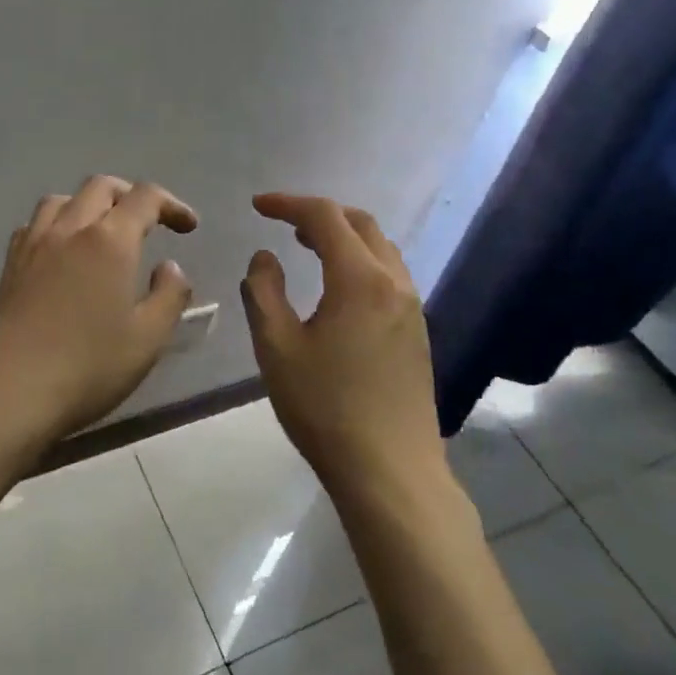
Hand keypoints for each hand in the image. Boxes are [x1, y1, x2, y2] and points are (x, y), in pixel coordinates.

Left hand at [0, 175, 198, 447]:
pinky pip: (35, 223)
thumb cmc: (88, 368)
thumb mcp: (148, 339)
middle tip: (150, 222)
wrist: (9, 394)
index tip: (188, 226)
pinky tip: (62, 251)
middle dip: (131, 196)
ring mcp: (33, 244)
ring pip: (62, 199)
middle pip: (101, 187)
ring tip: (103, 231)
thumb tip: (170, 267)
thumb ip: (169, 295)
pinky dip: (57, 223)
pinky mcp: (10, 265)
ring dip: (90, 204)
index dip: (172, 205)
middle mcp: (69, 229)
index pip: (145, 197)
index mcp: (109, 240)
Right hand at [240, 192, 444, 492]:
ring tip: (307, 248)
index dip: (288, 204)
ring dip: (343, 237)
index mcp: (359, 279)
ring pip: (380, 248)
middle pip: (360, 224)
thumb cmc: (325, 408)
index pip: (324, 217)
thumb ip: (263, 292)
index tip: (257, 206)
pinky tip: (337, 289)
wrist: (390, 470)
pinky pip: (389, 274)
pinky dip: (360, 261)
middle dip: (320, 214)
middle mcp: (394, 282)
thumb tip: (265, 258)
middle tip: (283, 224)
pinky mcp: (418, 331)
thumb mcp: (276, 347)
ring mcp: (412, 307)